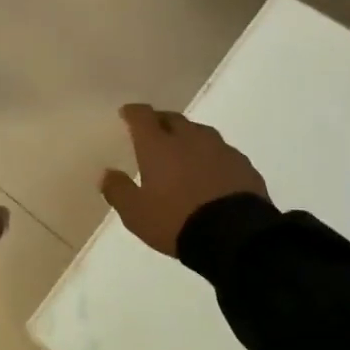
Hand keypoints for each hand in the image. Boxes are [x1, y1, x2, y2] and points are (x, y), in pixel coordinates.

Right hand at [99, 103, 268, 256]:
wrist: (235, 236)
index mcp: (158, 146)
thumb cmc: (176, 221)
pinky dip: (211, 156)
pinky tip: (210, 172)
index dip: (133, 112)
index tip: (127, 114)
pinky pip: (222, 152)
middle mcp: (189, 138)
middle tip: (153, 133)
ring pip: (200, 132)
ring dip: (188, 137)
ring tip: (183, 152)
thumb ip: (118, 191)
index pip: (142, 116)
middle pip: (172, 118)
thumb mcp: (136, 214)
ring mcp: (220, 149)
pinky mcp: (243, 164)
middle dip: (160, 122)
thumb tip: (107, 174)